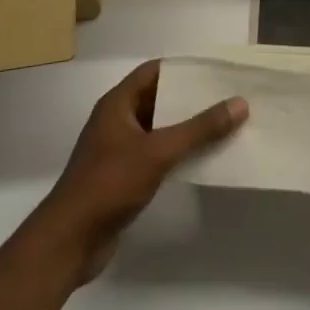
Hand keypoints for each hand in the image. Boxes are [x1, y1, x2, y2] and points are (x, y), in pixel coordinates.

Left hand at [19, 61, 246, 286]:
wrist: (69, 242)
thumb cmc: (109, 184)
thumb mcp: (158, 152)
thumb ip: (199, 129)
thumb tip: (240, 103)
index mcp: (117, 104)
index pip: (154, 71)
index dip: (183, 68)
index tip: (216, 70)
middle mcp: (116, 121)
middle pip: (158, 99)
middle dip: (190, 99)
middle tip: (227, 97)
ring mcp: (118, 150)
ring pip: (158, 129)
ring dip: (186, 128)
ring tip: (223, 125)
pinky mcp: (122, 177)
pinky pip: (155, 154)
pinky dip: (177, 153)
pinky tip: (203, 158)